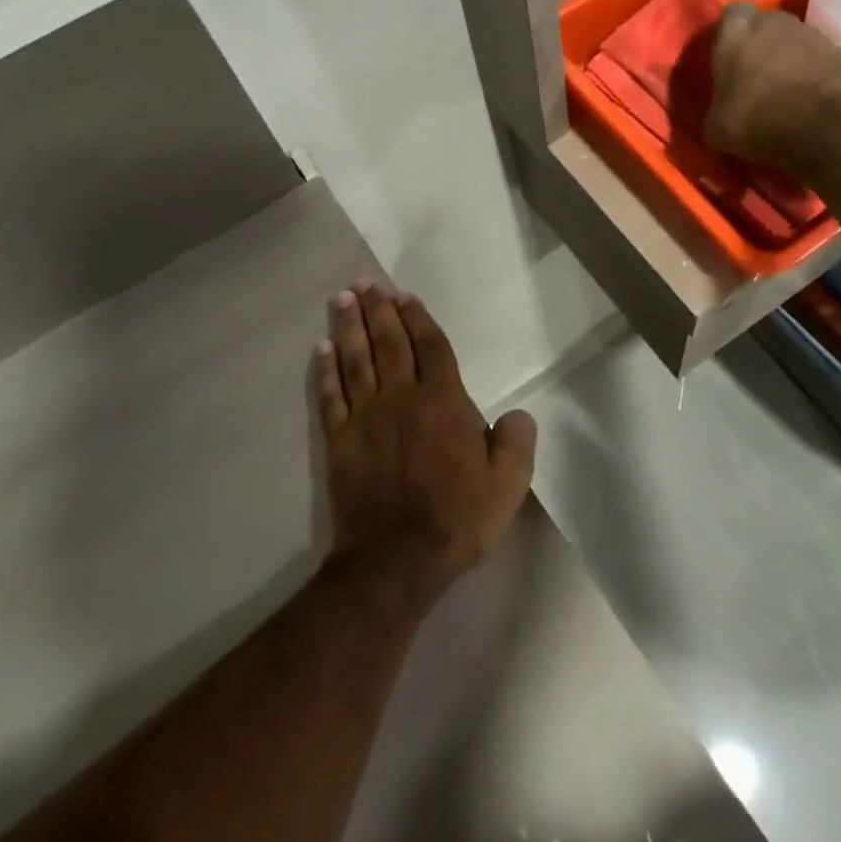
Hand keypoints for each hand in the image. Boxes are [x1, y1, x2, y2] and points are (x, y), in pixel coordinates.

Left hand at [314, 282, 536, 596]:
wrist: (396, 558)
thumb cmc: (457, 519)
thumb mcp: (507, 485)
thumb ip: (516, 442)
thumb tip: (517, 414)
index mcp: (444, 402)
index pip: (430, 347)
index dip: (418, 319)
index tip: (404, 297)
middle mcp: (402, 398)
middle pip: (389, 343)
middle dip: (378, 309)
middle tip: (366, 283)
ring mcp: (366, 417)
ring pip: (356, 360)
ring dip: (350, 326)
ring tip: (343, 299)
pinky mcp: (340, 440)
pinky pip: (331, 396)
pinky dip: (326, 370)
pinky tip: (323, 350)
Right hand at [705, 1, 840, 171]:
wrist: (814, 128)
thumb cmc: (751, 119)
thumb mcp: (715, 123)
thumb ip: (718, 104)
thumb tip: (722, 109)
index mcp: (736, 31)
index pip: (731, 14)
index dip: (730, 33)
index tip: (728, 55)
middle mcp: (774, 21)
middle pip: (766, 24)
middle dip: (761, 44)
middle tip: (755, 75)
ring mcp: (812, 34)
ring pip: (795, 41)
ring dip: (790, 59)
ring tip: (785, 91)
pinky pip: (821, 60)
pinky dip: (815, 74)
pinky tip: (810, 99)